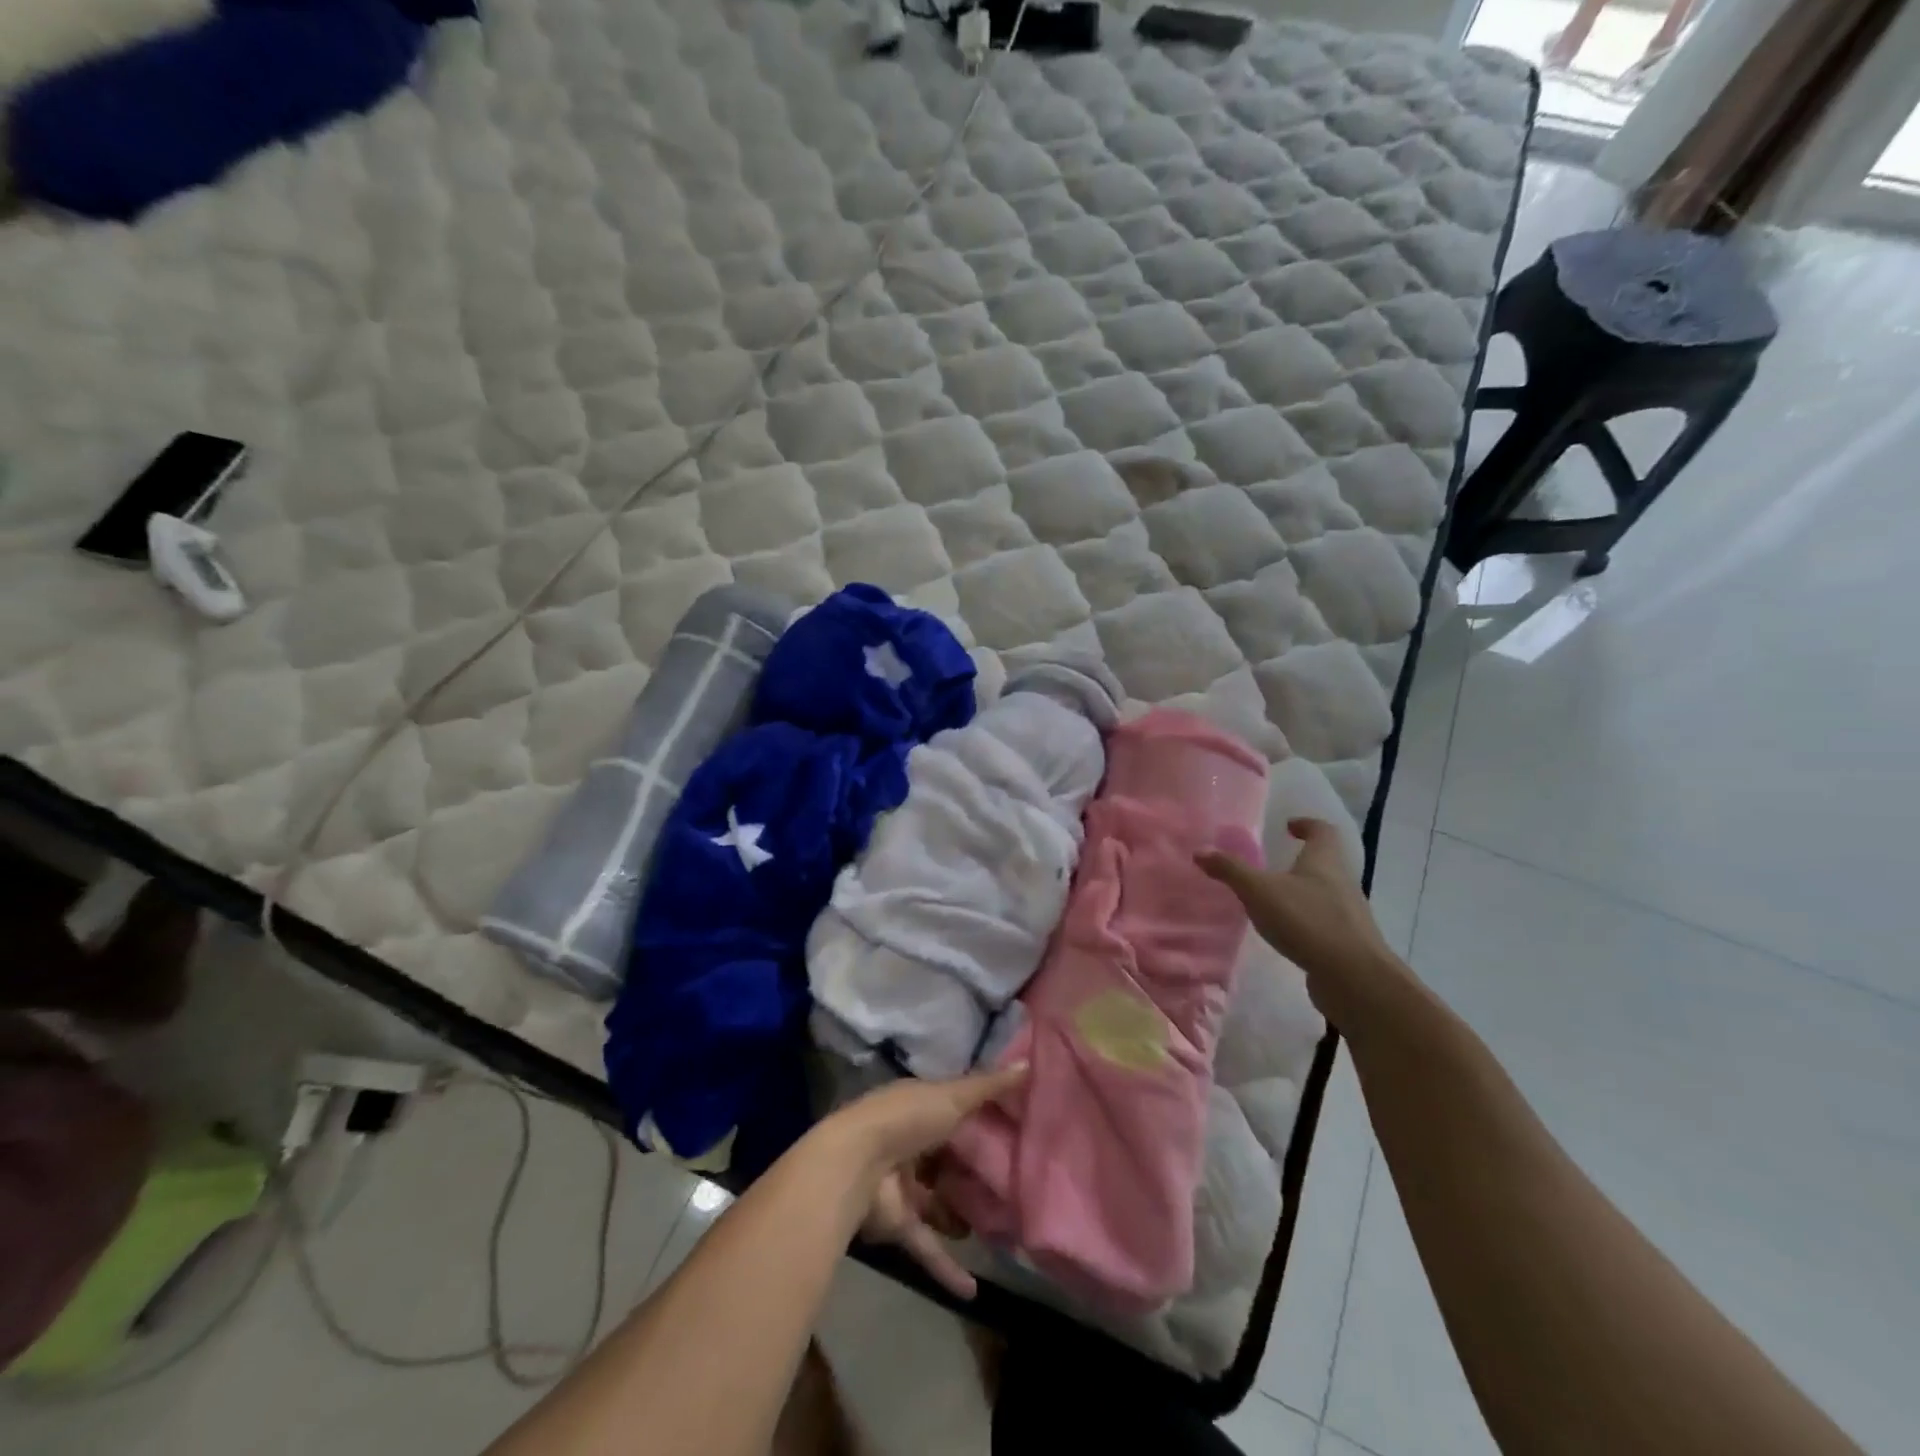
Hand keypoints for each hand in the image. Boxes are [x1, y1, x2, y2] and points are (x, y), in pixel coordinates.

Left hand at [830, 1063, 1027, 1299]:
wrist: (856, 1164)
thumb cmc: (907, 1119)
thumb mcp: (953, 1096)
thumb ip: (989, 1086)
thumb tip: (1029, 1062)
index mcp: (920, 1109)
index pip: (955, 1113)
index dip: (983, 1121)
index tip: (1018, 1132)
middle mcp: (911, 1146)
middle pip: (948, 1161)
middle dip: (975, 1174)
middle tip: (1015, 1186)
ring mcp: (904, 1187)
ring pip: (940, 1204)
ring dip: (962, 1218)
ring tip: (1003, 1228)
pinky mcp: (899, 1224)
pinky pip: (927, 1247)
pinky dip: (947, 1268)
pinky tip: (974, 1291)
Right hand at [1198, 817, 1400, 1027]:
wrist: (1354, 977)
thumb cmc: (1307, 920)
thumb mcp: (1259, 891)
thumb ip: (1230, 870)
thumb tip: (1200, 850)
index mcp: (1324, 861)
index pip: (1322, 831)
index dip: (1306, 825)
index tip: (1289, 826)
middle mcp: (1342, 882)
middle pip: (1326, 862)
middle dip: (1302, 861)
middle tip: (1274, 865)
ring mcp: (1349, 914)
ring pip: (1326, 893)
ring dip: (1304, 892)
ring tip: (1275, 901)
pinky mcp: (1348, 943)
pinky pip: (1326, 922)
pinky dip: (1308, 921)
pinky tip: (1288, 934)